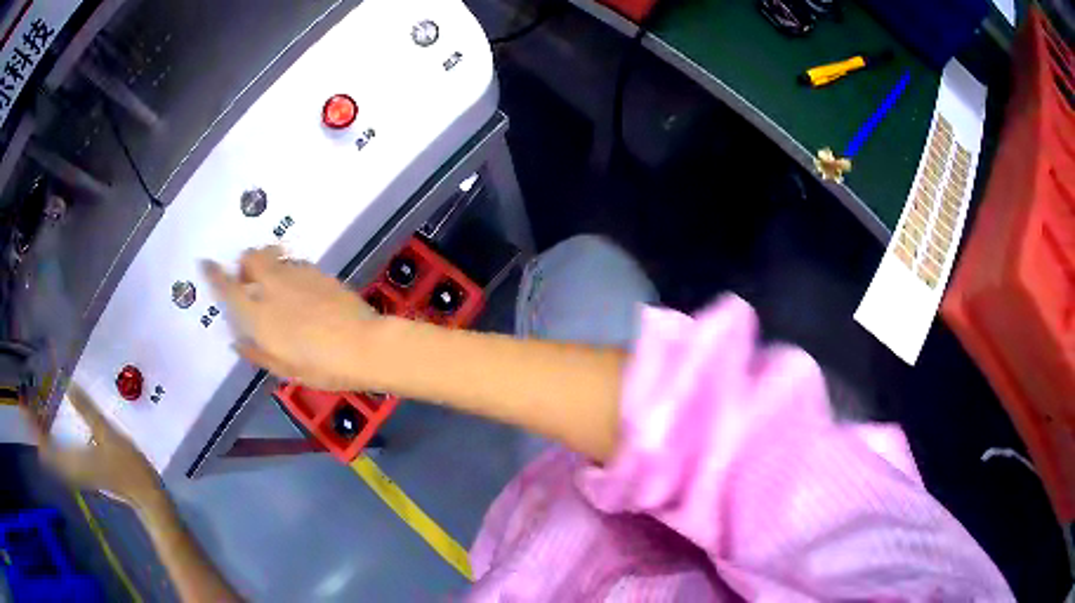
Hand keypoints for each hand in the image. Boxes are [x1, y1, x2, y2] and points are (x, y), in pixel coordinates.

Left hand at [23, 384, 161, 507]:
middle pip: (46, 452)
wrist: (145, 497)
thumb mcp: (109, 434)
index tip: (25, 405)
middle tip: (30, 403)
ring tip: (40, 413)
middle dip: (36, 428)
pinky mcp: (82, 474)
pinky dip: (53, 443)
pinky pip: (60, 459)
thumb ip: (87, 411)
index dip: (33, 426)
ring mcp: (77, 474)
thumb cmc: (127, 467)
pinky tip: (56, 430)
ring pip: (52, 456)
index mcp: (73, 460)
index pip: (45, 446)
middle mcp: (71, 469)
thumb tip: (68, 383)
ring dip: (44, 435)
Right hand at [203, 246, 382, 390]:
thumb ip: (257, 353)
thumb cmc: (322, 367)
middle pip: (250, 258)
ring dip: (265, 261)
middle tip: (248, 277)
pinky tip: (297, 285)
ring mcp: (296, 275)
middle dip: (244, 263)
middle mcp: (273, 288)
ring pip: (271, 255)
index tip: (205, 262)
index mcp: (259, 315)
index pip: (228, 288)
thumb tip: (237, 341)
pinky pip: (294, 262)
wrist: (364, 345)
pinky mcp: (317, 271)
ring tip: (272, 278)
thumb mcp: (285, 369)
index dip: (214, 273)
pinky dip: (287, 267)